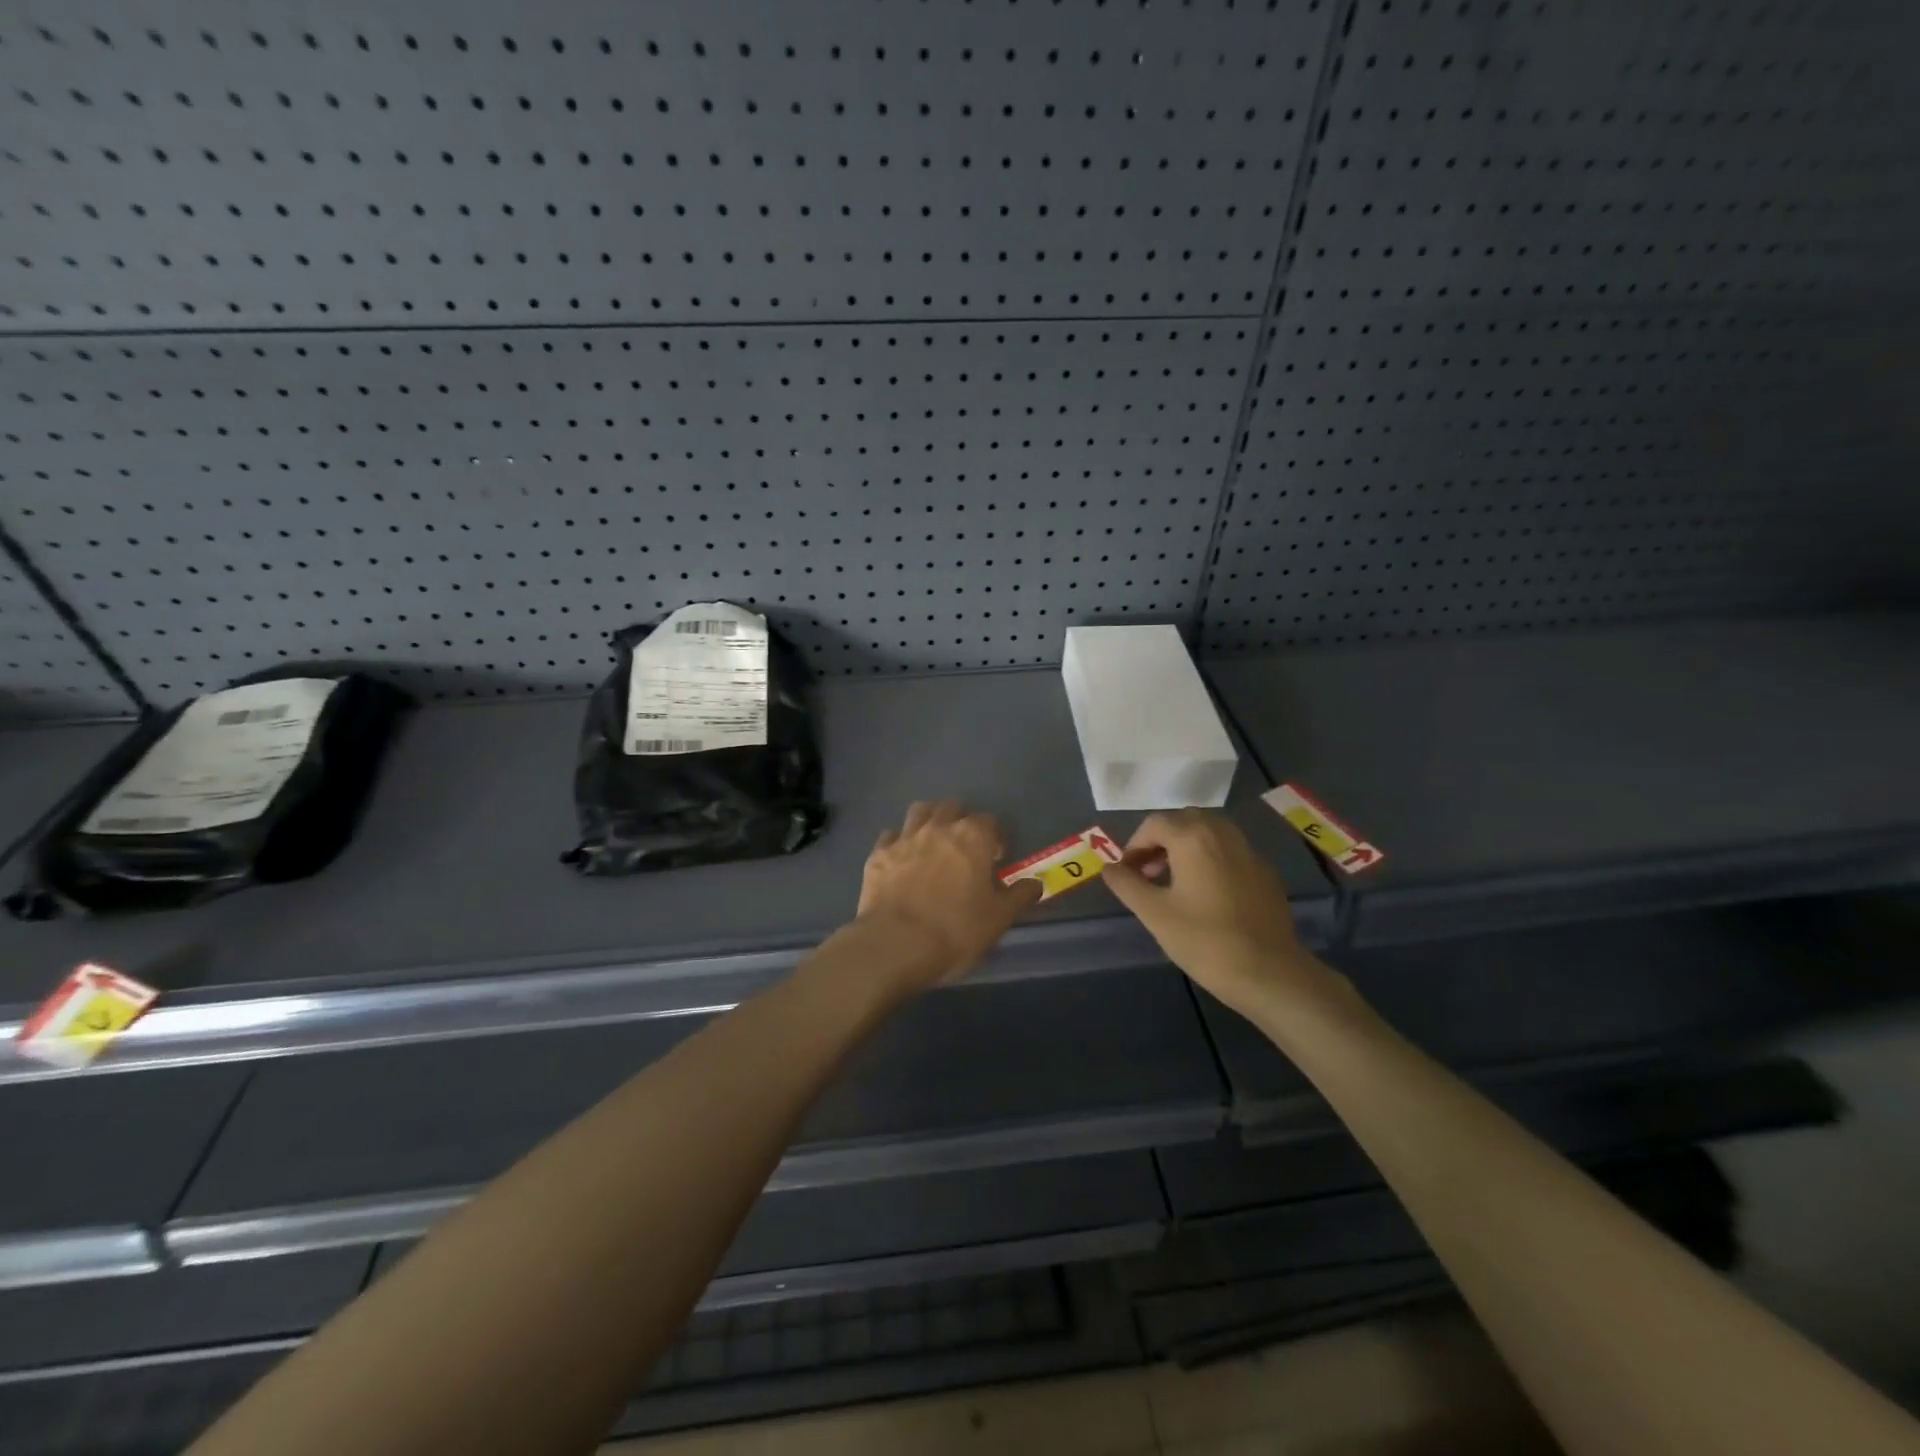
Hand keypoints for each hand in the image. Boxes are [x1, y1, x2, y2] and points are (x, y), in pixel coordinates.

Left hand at [853, 800, 1041, 990]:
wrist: (895, 945)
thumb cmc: (955, 930)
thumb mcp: (998, 919)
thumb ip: (1019, 896)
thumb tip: (1036, 883)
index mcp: (972, 837)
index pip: (989, 821)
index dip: (995, 837)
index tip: (995, 858)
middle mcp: (938, 827)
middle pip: (952, 807)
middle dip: (960, 821)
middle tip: (965, 847)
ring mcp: (904, 837)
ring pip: (919, 811)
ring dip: (929, 820)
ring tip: (933, 843)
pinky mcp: (877, 854)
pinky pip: (890, 835)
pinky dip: (899, 842)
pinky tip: (902, 859)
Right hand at [1102, 809, 1339, 1018]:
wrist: (1269, 972)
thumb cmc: (1204, 940)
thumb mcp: (1154, 913)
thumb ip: (1127, 884)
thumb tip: (1109, 868)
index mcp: (1193, 837)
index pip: (1155, 823)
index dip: (1134, 845)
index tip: (1127, 873)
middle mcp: (1222, 833)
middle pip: (1184, 821)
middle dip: (1160, 841)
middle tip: (1147, 873)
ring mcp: (1248, 851)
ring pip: (1209, 833)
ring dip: (1185, 847)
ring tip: (1174, 882)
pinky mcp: (1265, 872)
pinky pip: (1230, 851)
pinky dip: (1210, 859)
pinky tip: (1206, 894)